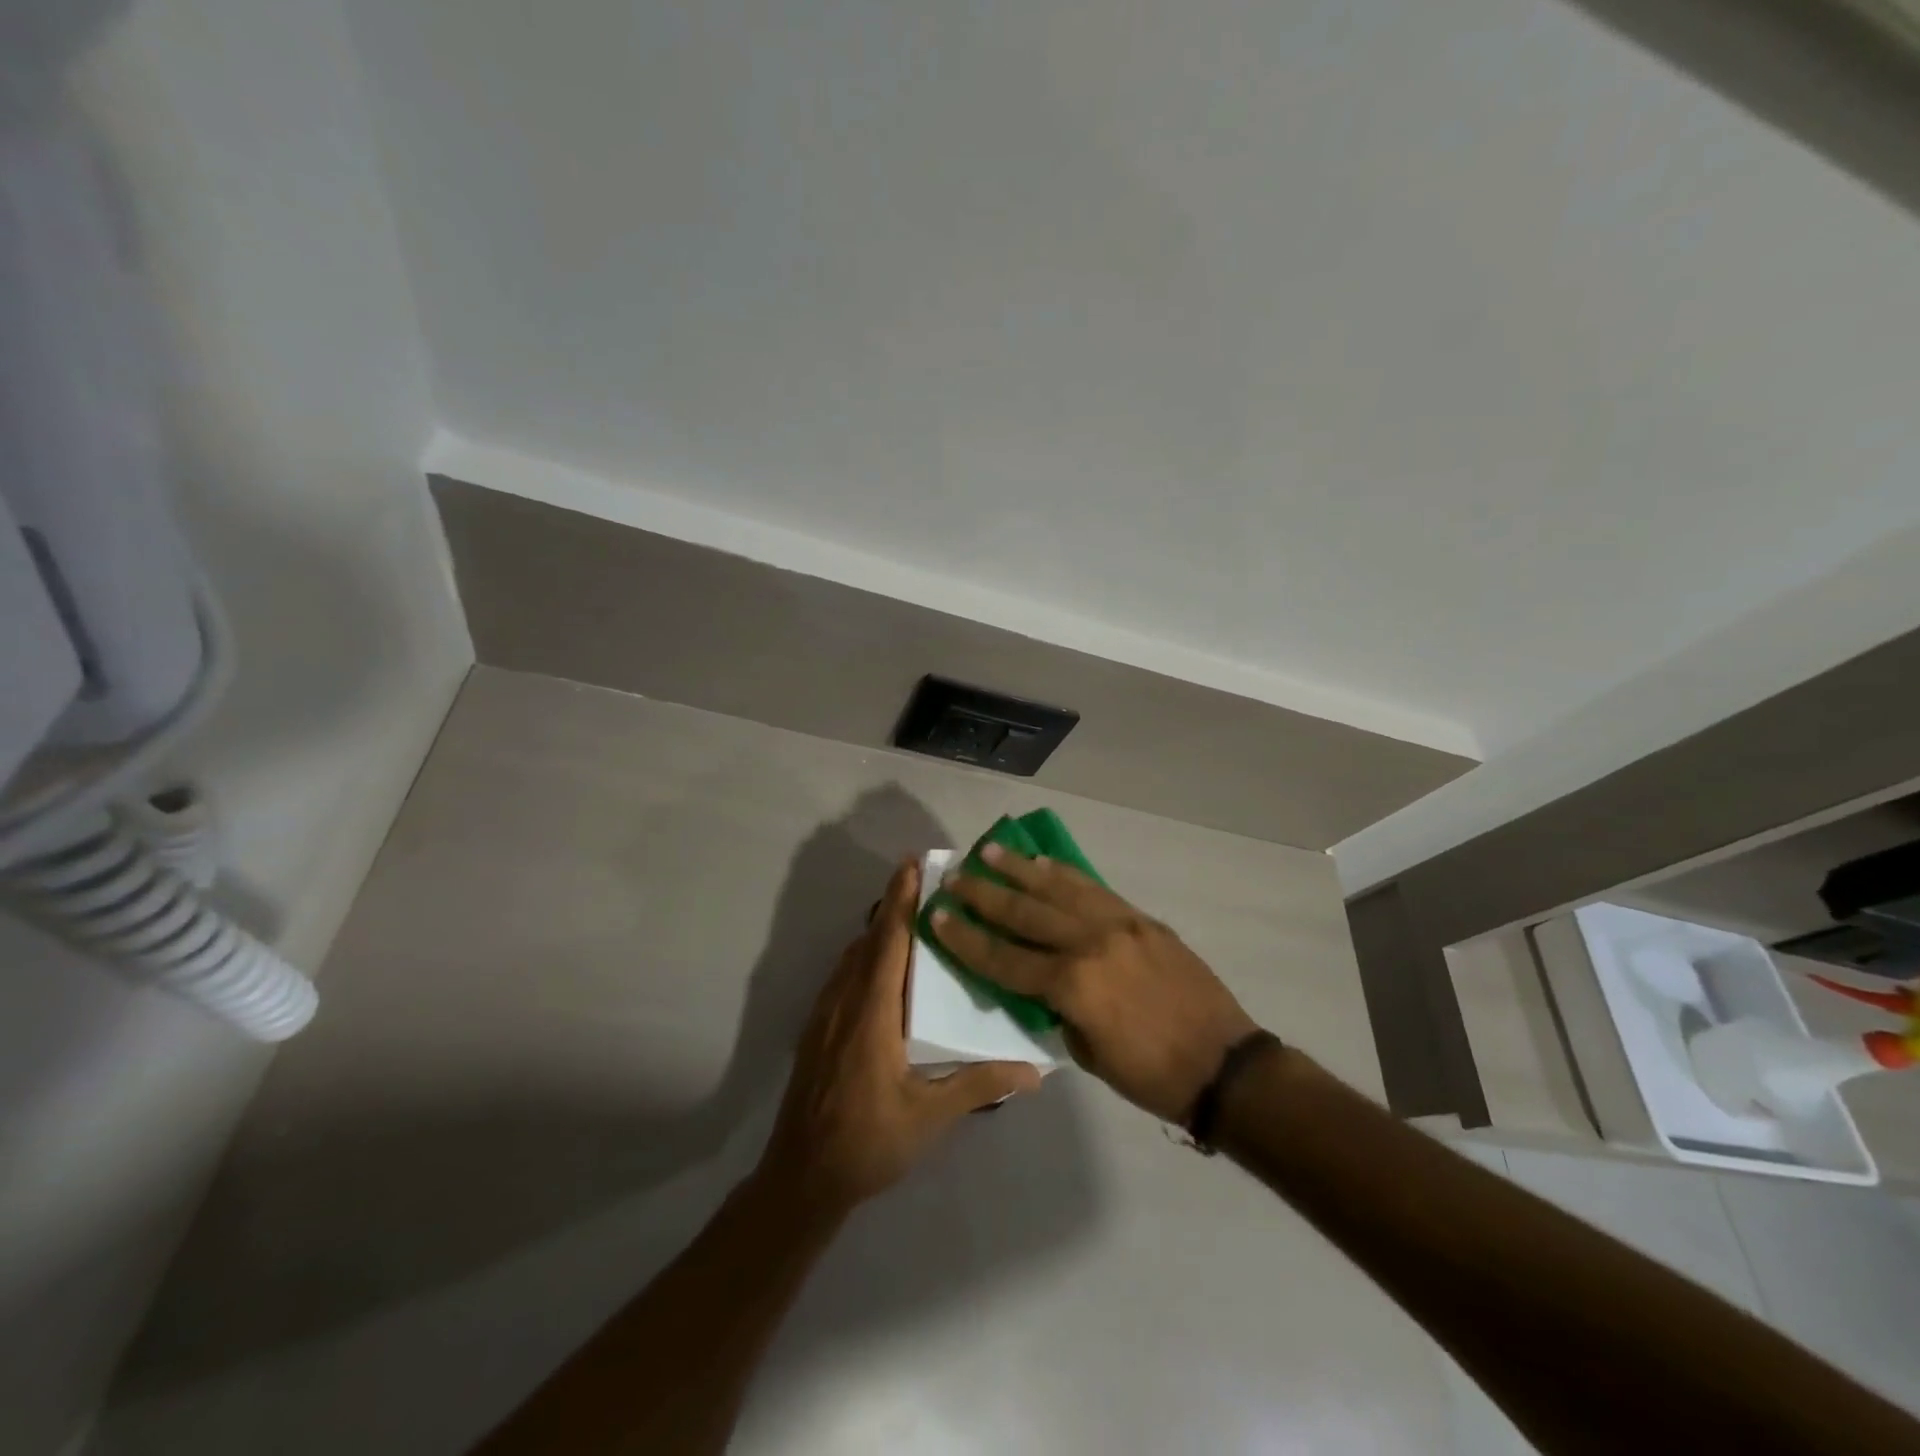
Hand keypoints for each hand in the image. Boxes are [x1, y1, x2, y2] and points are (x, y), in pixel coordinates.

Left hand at [758, 858, 1041, 1218]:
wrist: (801, 1178)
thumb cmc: (868, 1142)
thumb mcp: (929, 1117)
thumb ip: (979, 1084)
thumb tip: (1033, 1071)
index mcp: (872, 1013)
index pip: (888, 942)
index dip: (901, 901)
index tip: (912, 864)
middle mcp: (845, 1002)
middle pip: (869, 940)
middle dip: (893, 904)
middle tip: (922, 879)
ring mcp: (825, 1014)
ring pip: (852, 956)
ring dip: (878, 929)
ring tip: (909, 914)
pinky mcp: (817, 1030)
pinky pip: (843, 975)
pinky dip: (864, 954)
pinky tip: (882, 967)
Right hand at [932, 846, 1258, 1123]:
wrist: (1224, 1064)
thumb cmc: (1151, 1075)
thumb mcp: (1089, 1054)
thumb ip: (1057, 1011)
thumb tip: (1038, 984)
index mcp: (1073, 986)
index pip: (1004, 958)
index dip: (967, 939)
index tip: (938, 915)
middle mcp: (1090, 944)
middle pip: (1025, 913)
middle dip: (983, 894)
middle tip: (954, 875)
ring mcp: (1119, 925)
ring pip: (1058, 889)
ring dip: (1019, 869)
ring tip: (988, 851)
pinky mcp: (1141, 919)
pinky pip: (1093, 889)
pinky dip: (1063, 874)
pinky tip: (1042, 864)